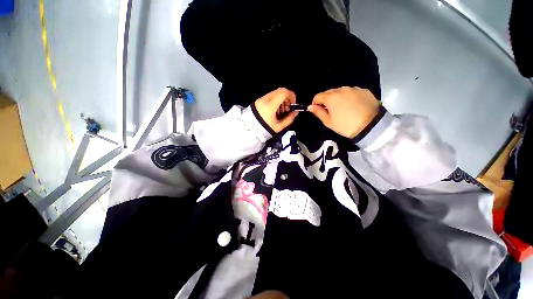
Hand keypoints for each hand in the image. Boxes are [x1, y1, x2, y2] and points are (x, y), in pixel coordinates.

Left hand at [254, 88, 298, 132]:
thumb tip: (296, 112)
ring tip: (282, 110)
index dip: (291, 96)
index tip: (293, 104)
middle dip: (287, 97)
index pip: (283, 93)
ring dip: (282, 99)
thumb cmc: (265, 130)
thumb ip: (289, 119)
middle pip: (280, 90)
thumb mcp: (279, 127)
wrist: (250, 130)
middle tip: (288, 108)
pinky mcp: (259, 100)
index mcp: (270, 106)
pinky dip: (276, 100)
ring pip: (275, 92)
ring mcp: (261, 99)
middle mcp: (264, 100)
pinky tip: (275, 110)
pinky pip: (270, 96)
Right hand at [308, 87, 379, 138]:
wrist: (371, 126)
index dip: (315, 103)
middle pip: (329, 92)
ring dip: (337, 98)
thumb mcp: (328, 122)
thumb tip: (310, 107)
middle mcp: (342, 89)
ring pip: (340, 91)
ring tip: (342, 109)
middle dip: (326, 100)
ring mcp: (354, 89)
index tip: (317, 110)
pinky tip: (352, 106)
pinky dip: (348, 97)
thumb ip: (318, 112)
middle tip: (330, 111)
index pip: (318, 96)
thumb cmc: (346, 126)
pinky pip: (351, 92)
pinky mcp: (364, 90)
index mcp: (331, 97)